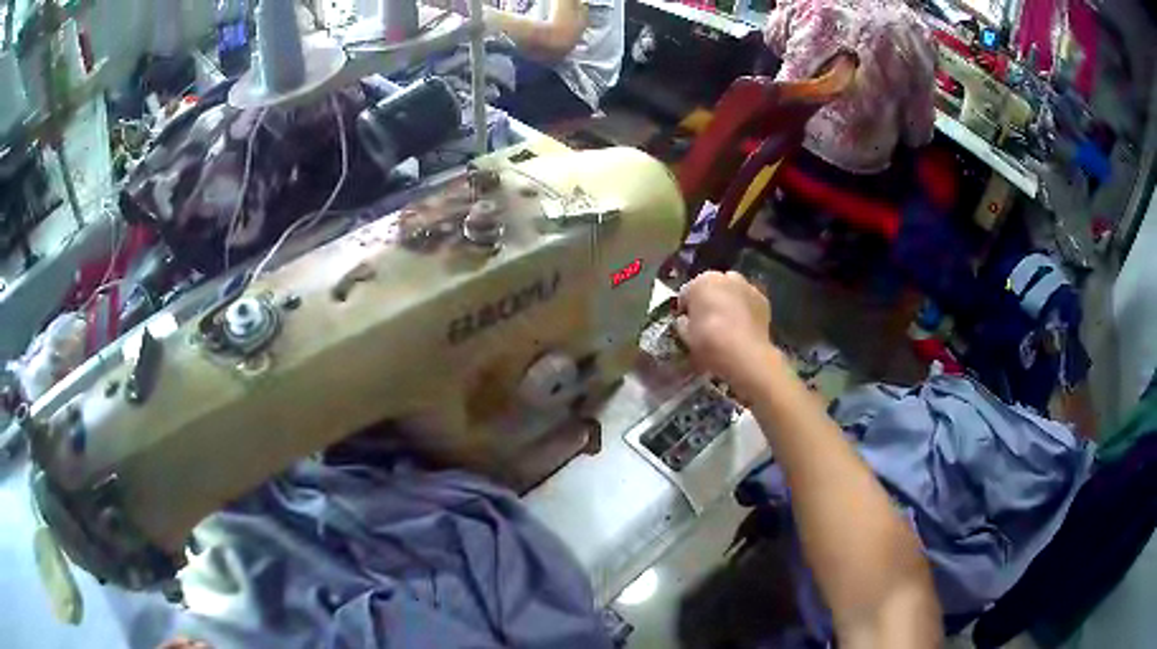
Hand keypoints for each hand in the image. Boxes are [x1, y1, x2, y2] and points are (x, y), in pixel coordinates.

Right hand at [675, 271, 777, 395]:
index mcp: (701, 282)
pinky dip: (745, 309)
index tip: (686, 323)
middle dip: (709, 300)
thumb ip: (683, 323)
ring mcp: (747, 287)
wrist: (745, 354)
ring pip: (732, 292)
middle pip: (712, 287)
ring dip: (728, 302)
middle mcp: (725, 278)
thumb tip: (686, 320)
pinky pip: (748, 302)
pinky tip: (743, 327)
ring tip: (727, 325)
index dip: (686, 309)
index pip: (687, 293)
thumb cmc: (709, 343)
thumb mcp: (685, 336)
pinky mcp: (763, 300)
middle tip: (707, 323)